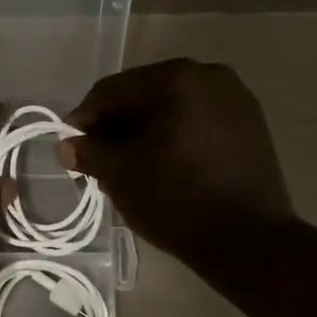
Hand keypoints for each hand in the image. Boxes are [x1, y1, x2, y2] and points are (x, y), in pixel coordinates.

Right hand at [62, 59, 293, 263]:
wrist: (249, 240)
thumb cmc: (176, 200)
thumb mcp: (121, 175)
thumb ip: (89, 153)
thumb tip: (65, 145)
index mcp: (176, 79)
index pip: (113, 90)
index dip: (85, 117)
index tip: (71, 146)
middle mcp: (209, 76)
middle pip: (144, 95)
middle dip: (116, 126)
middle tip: (98, 160)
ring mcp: (236, 99)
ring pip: (172, 109)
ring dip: (144, 133)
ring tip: (128, 168)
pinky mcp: (251, 125)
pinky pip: (198, 122)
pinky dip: (174, 138)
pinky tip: (162, 167)